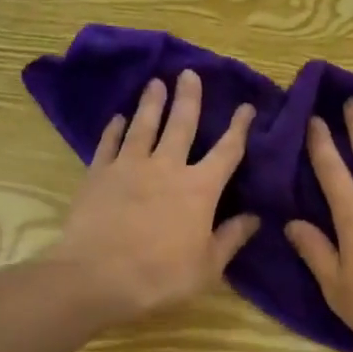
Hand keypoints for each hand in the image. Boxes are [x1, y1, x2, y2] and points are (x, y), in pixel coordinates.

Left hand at [53, 69, 258, 324]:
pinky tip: (117, 119)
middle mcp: (167, 167)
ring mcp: (129, 166)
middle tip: (189, 74)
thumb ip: (231, 238)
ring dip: (151, 103)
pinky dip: (114, 129)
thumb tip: (254, 217)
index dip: (239, 128)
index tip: (246, 107)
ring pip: (144, 125)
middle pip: (181, 124)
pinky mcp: (98, 174)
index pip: (226, 151)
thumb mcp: (207, 266)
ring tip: (155, 83)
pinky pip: (109, 144)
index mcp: (200, 189)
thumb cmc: (161, 277)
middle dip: (188, 98)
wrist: (98, 277)